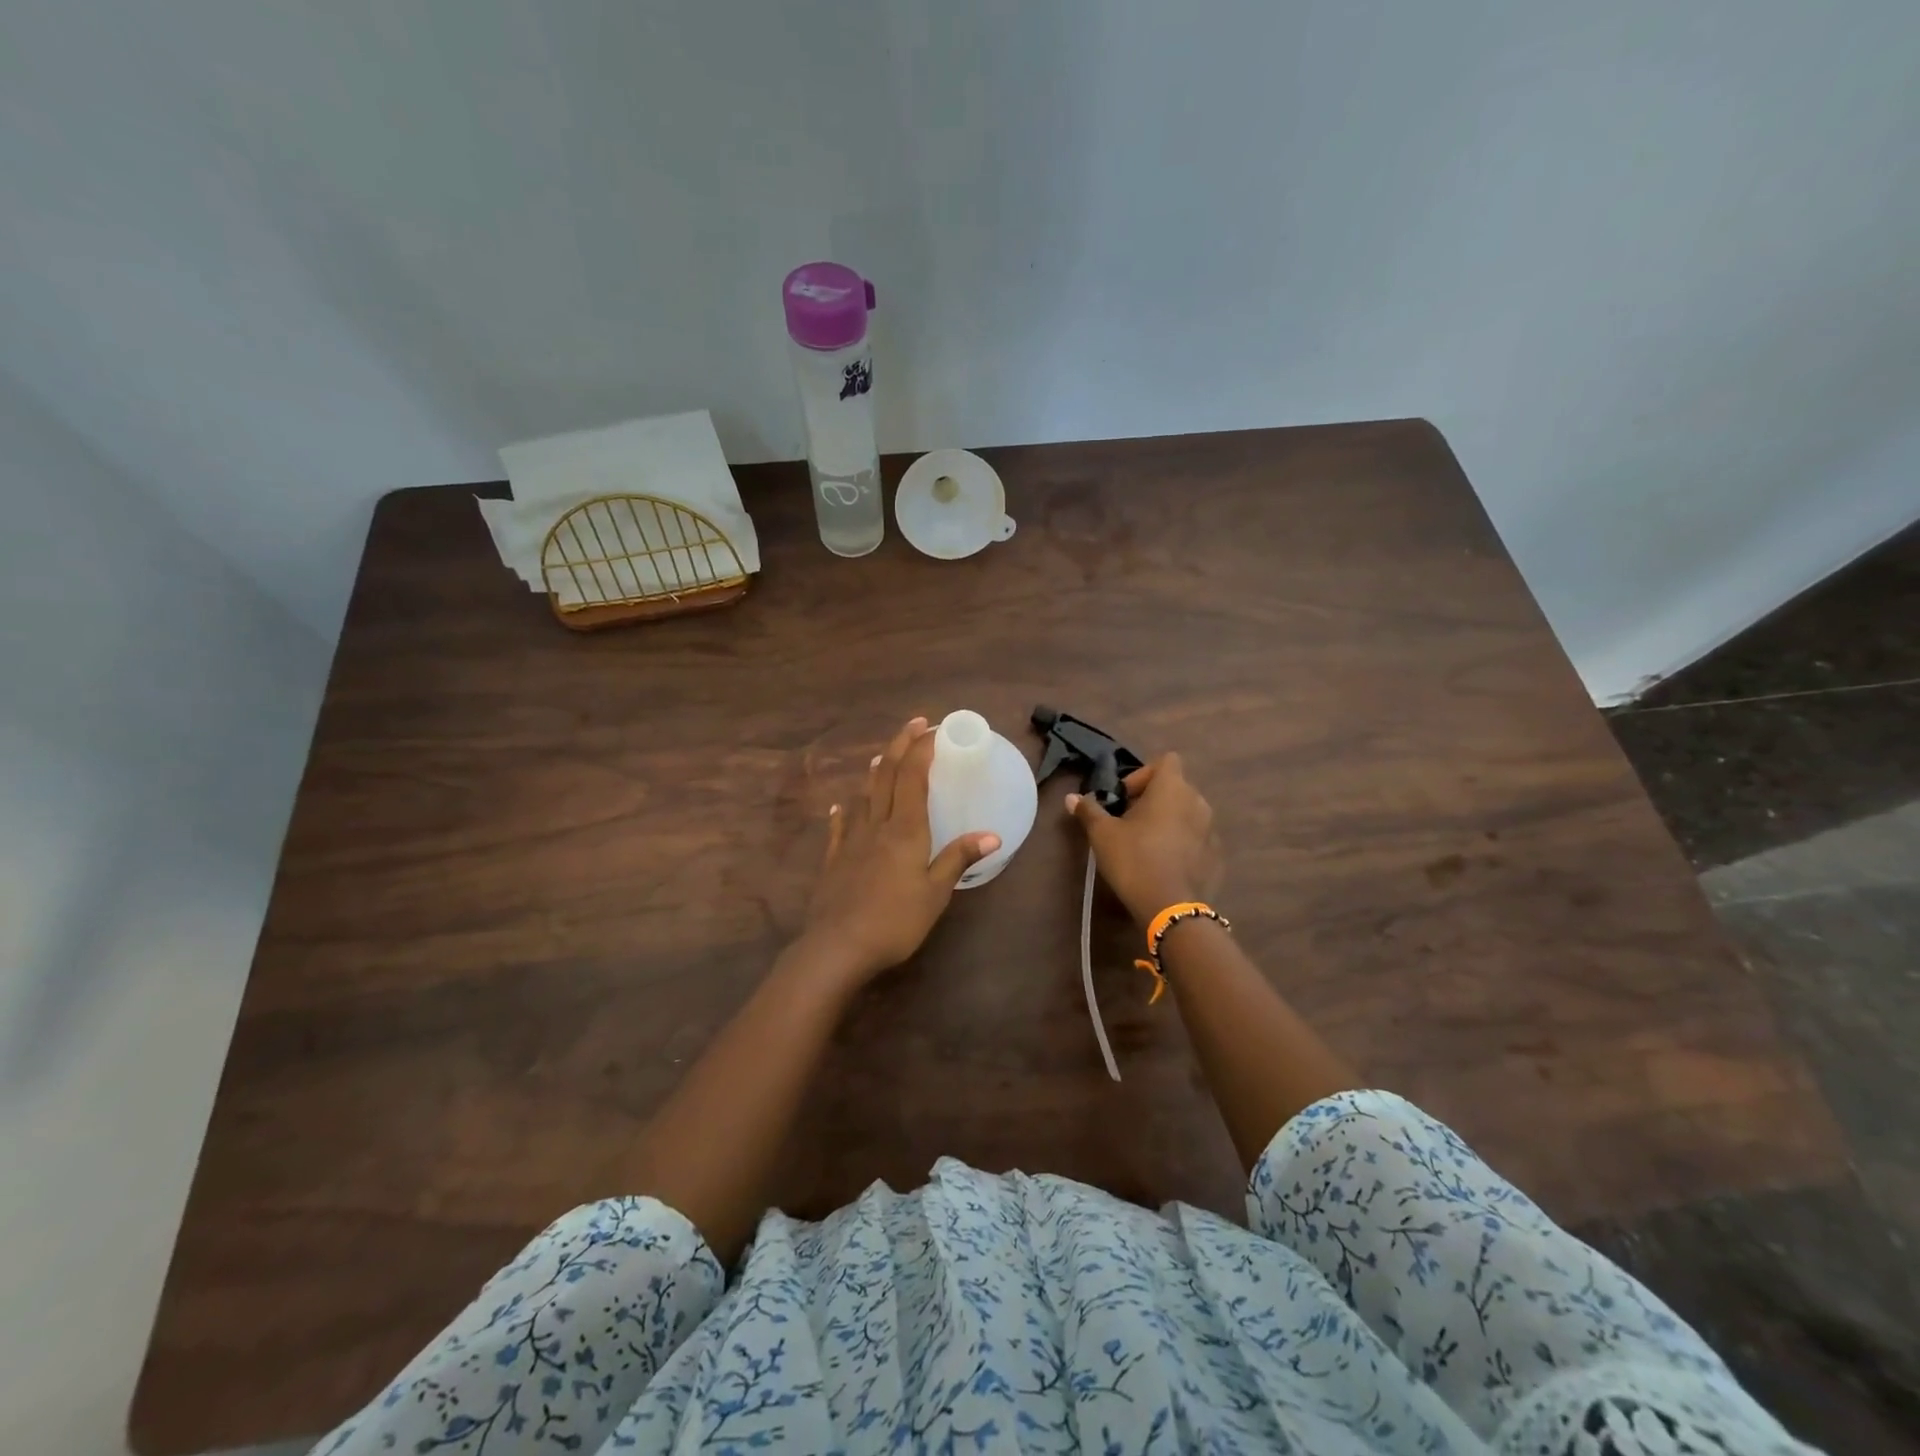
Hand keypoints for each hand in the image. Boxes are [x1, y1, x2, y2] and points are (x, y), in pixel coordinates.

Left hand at [795, 717, 1000, 990]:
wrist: (838, 946)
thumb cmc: (895, 921)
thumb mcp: (936, 893)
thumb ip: (959, 859)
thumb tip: (992, 835)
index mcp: (905, 829)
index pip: (912, 776)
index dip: (922, 748)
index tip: (934, 728)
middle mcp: (877, 825)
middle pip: (887, 775)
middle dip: (901, 746)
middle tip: (915, 725)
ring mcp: (851, 840)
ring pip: (864, 795)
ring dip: (876, 771)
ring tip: (885, 757)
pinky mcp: (834, 859)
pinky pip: (840, 827)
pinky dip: (844, 811)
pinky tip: (840, 805)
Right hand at [1066, 752, 1222, 925]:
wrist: (1170, 907)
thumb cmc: (1134, 859)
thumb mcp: (1102, 834)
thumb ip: (1089, 810)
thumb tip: (1071, 798)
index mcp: (1172, 788)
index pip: (1166, 761)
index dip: (1143, 774)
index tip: (1125, 797)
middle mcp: (1197, 801)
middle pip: (1175, 787)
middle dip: (1152, 799)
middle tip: (1128, 822)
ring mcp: (1211, 829)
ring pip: (1187, 812)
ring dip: (1168, 820)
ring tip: (1146, 843)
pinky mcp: (1216, 854)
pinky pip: (1196, 837)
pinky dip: (1182, 842)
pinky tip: (1163, 863)